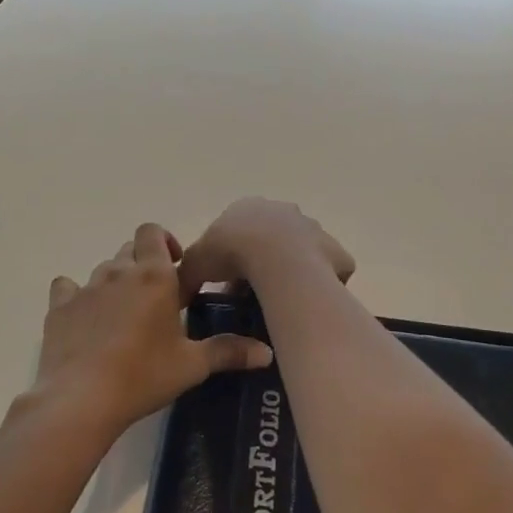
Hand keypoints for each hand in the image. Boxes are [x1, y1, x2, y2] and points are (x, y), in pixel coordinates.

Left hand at [30, 222, 273, 438]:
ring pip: (103, 269)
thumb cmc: (143, 375)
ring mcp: (86, 287)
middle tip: (155, 298)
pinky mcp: (59, 307)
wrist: (81, 399)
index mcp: (154, 276)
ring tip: (123, 315)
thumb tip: (267, 353)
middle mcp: (119, 271)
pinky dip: (77, 296)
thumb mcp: (191, 365)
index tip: (175, 269)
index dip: (164, 242)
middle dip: (143, 263)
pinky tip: (83, 318)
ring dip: (115, 282)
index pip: (153, 232)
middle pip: (130, 249)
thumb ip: (228, 352)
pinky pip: (67, 287)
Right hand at [178, 198, 354, 296]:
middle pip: (271, 238)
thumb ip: (186, 275)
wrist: (279, 260)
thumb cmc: (232, 252)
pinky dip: (317, 286)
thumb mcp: (195, 263)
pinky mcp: (335, 253)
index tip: (227, 280)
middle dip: (263, 261)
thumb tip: (177, 295)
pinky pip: (327, 272)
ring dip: (292, 272)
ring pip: (301, 253)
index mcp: (248, 208)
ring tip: (279, 302)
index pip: (238, 230)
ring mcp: (313, 230)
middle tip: (253, 292)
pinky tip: (306, 304)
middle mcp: (283, 212)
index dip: (232, 255)